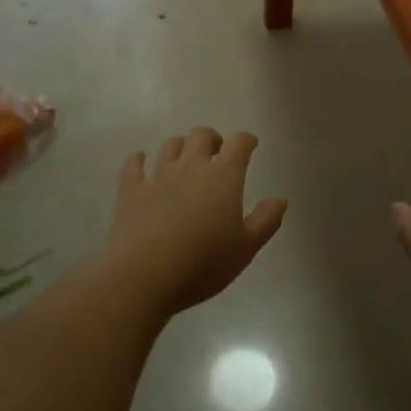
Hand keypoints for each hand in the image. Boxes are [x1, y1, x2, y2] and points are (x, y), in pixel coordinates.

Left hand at [103, 128, 286, 315]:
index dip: (246, 140)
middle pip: (201, 135)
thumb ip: (266, 220)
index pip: (239, 143)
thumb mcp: (246, 248)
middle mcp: (190, 166)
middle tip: (217, 154)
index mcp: (223, 176)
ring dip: (180, 147)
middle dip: (212, 139)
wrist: (144, 275)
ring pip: (170, 145)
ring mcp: (157, 176)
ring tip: (184, 161)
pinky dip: (139, 160)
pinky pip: (134, 165)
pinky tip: (141, 163)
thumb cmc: (203, 263)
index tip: (250, 145)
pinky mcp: (130, 190)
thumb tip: (280, 199)